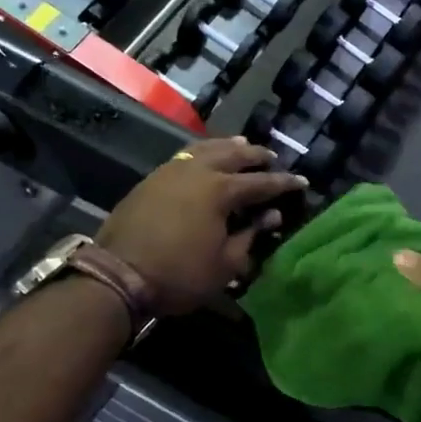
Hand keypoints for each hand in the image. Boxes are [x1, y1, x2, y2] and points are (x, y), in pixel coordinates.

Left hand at [98, 139, 305, 316]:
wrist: (119, 275)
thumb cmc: (180, 275)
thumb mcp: (225, 264)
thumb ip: (250, 235)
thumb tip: (271, 216)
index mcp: (220, 190)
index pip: (261, 183)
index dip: (284, 183)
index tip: (302, 181)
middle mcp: (197, 171)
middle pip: (233, 155)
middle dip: (256, 155)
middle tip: (271, 158)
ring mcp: (170, 171)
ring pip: (205, 148)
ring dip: (227, 147)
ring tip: (241, 146)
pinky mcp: (151, 179)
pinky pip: (183, 156)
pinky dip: (201, 153)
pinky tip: (204, 158)